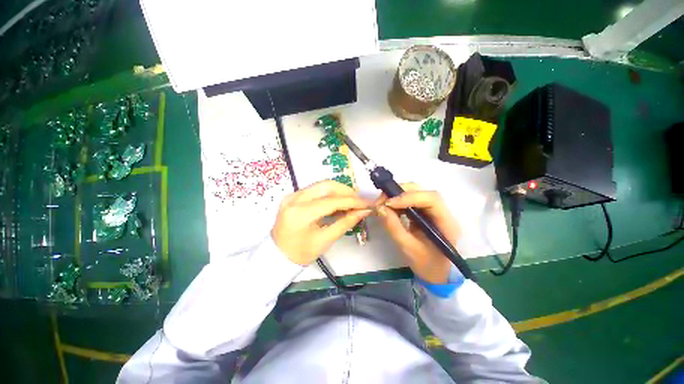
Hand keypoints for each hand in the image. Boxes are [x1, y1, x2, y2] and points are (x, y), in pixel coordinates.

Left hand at [272, 180, 371, 265]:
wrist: (277, 255)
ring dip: (339, 191)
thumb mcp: (325, 240)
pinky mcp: (292, 196)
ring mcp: (292, 195)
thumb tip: (363, 211)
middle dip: (346, 191)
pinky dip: (329, 194)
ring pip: (321, 185)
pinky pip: (315, 189)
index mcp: (300, 214)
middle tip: (359, 201)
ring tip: (351, 201)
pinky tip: (337, 202)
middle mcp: (294, 199)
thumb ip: (346, 223)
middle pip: (326, 186)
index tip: (367, 203)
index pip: (331, 201)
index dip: (352, 201)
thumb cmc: (301, 253)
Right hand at [376, 184, 460, 283]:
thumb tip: (380, 208)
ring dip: (398, 195)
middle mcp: (442, 212)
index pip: (431, 199)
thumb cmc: (427, 265)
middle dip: (400, 192)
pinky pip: (411, 201)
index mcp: (446, 223)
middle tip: (382, 200)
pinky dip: (398, 202)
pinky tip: (390, 207)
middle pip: (423, 192)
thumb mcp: (408, 248)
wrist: (437, 275)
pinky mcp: (425, 213)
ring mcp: (434, 211)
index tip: (389, 203)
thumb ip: (394, 227)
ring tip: (383, 203)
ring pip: (416, 193)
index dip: (409, 197)